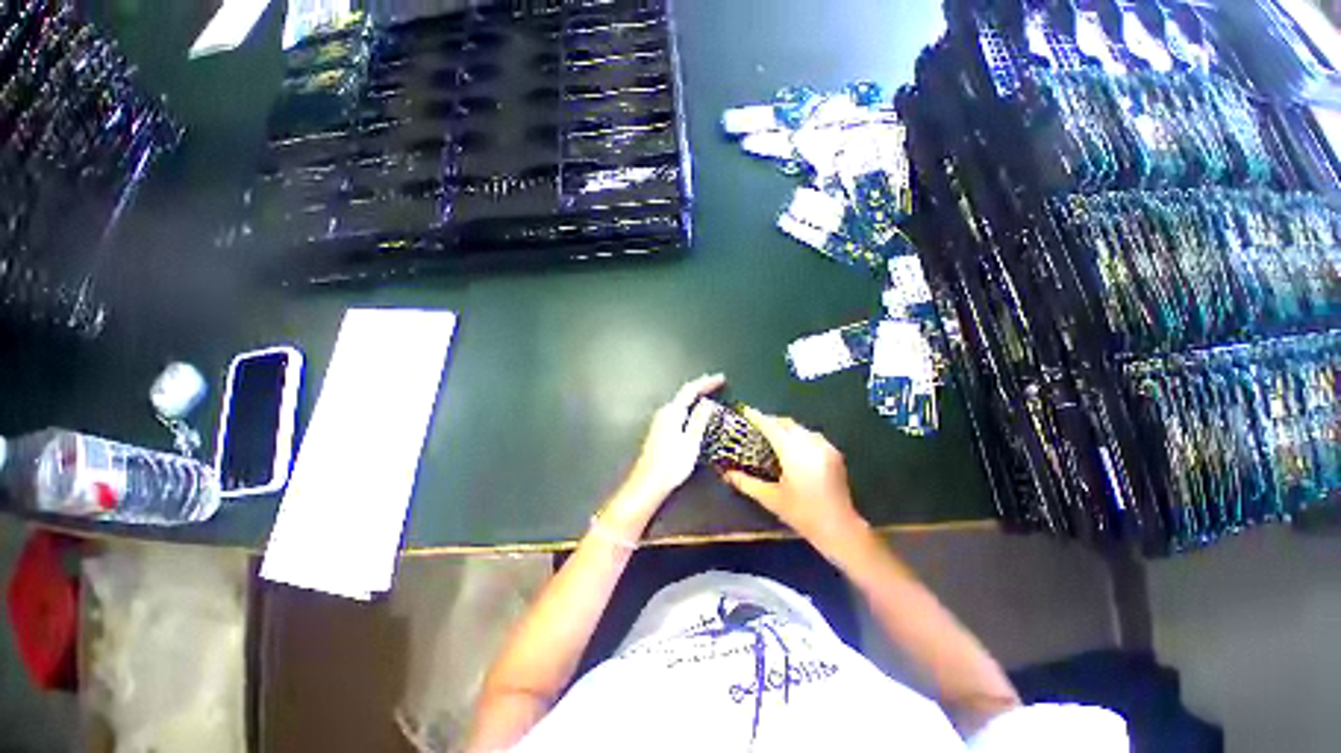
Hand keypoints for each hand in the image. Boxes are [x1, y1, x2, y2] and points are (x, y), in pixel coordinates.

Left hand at [612, 374, 724, 520]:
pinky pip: (678, 409)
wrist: (648, 482)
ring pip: (680, 401)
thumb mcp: (691, 442)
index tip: (720, 379)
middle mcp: (664, 413)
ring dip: (694, 395)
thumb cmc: (670, 465)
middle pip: (684, 393)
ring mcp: (660, 420)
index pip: (690, 390)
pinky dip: (689, 405)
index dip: (706, 382)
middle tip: (716, 383)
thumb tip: (707, 403)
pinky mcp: (659, 429)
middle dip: (701, 386)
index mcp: (672, 413)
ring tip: (708, 393)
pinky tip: (695, 411)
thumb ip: (699, 420)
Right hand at [721, 407, 866, 550]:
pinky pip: (812, 436)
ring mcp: (825, 447)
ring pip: (800, 428)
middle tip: (755, 426)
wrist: (840, 528)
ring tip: (772, 436)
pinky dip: (799, 435)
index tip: (745, 411)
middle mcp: (810, 443)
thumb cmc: (802, 513)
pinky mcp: (834, 453)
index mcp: (793, 451)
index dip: (757, 418)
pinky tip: (792, 446)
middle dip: (770, 421)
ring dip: (785, 428)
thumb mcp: (770, 498)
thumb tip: (727, 473)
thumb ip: (746, 483)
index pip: (771, 427)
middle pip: (786, 423)